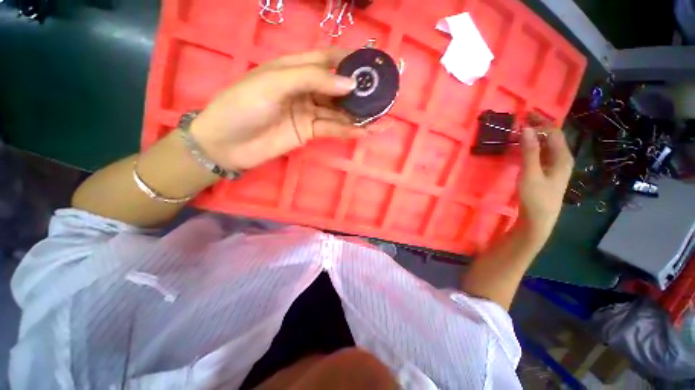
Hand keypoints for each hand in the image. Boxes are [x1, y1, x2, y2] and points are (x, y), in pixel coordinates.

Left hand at [189, 48, 367, 170]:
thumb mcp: (274, 83)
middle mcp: (305, 89)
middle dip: (359, 92)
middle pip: (337, 88)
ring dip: (358, 115)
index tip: (371, 65)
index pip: (327, 59)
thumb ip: (312, 79)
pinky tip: (364, 131)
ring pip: (338, 111)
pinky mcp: (309, 132)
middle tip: (382, 96)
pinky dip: (348, 130)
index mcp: (294, 68)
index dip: (349, 61)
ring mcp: (308, 112)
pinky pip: (332, 128)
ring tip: (381, 118)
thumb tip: (350, 84)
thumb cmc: (243, 106)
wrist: (227, 144)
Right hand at [517, 127, 573, 242]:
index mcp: (563, 157)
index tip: (525, 114)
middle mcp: (562, 159)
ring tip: (518, 133)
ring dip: (534, 138)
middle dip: (538, 128)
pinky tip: (522, 149)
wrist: (538, 220)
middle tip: (520, 122)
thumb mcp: (531, 173)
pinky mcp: (547, 174)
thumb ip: (529, 151)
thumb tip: (526, 128)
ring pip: (546, 146)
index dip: (542, 121)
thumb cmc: (536, 197)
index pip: (555, 132)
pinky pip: (541, 155)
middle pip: (552, 138)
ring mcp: (555, 167)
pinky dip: (532, 148)